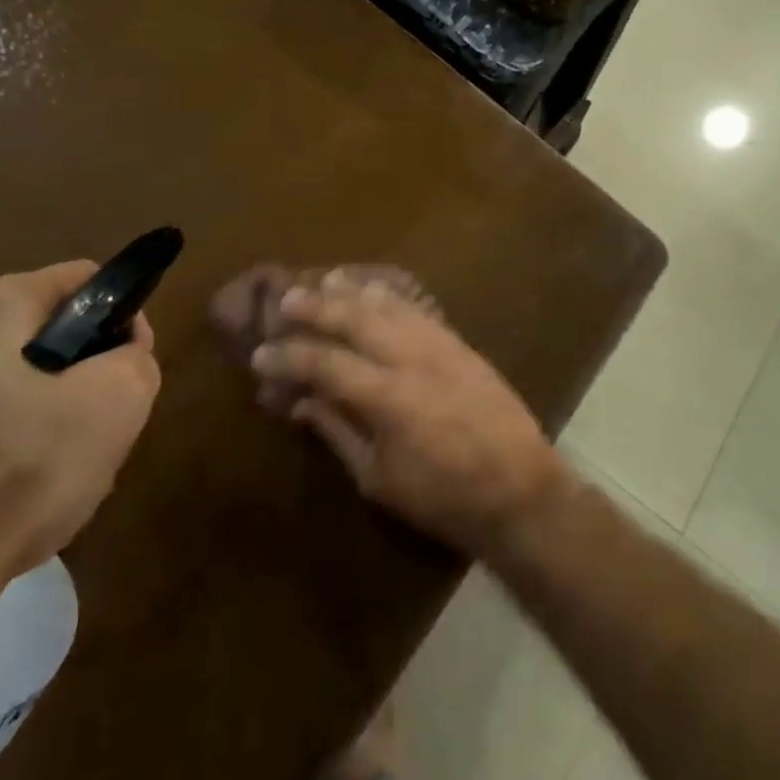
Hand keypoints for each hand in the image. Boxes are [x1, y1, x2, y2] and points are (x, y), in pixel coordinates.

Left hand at [0, 261, 160, 612]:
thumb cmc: (15, 477)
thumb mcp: (116, 406)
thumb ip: (136, 357)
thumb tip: (122, 348)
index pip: (84, 280)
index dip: (118, 320)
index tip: (124, 371)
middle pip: (40, 331)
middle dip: (74, 369)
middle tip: (89, 427)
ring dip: (31, 407)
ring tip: (44, 467)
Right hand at [249, 280, 565, 554]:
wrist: (520, 490)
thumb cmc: (443, 498)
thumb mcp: (379, 478)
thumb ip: (338, 432)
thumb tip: (302, 402)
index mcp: (387, 397)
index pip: (324, 363)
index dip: (288, 357)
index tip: (260, 355)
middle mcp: (411, 358)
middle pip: (354, 318)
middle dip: (315, 307)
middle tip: (285, 300)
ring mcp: (439, 345)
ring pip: (388, 305)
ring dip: (352, 292)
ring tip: (325, 282)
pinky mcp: (460, 344)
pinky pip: (418, 309)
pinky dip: (390, 297)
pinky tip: (375, 292)